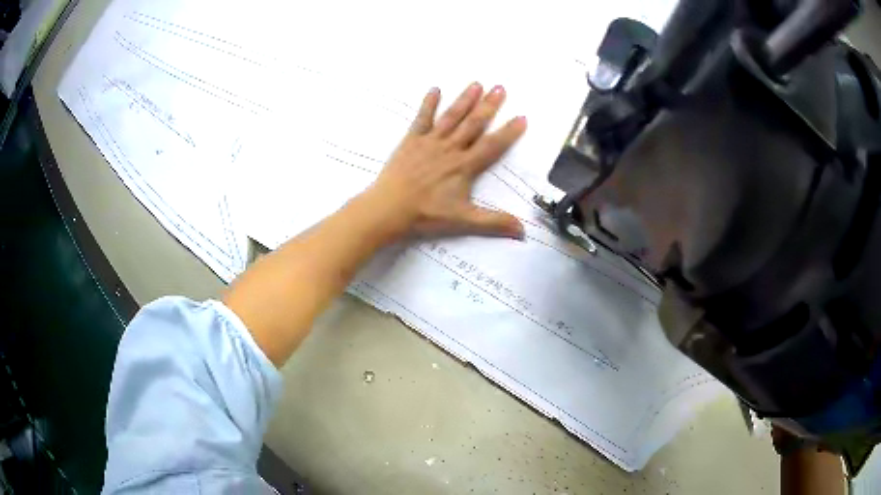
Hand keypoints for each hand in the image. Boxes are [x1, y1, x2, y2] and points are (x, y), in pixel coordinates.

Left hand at [367, 83, 526, 239]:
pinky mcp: (411, 141)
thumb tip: (523, 231)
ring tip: (477, 83)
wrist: (389, 209)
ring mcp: (430, 142)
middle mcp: (450, 148)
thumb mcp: (464, 221)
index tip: (522, 117)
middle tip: (501, 88)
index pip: (493, 146)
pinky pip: (422, 119)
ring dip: (465, 99)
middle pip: (473, 123)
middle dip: (489, 105)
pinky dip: (428, 104)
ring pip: (452, 117)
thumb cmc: (426, 215)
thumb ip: (494, 223)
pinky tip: (435, 89)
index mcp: (464, 166)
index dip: (509, 132)